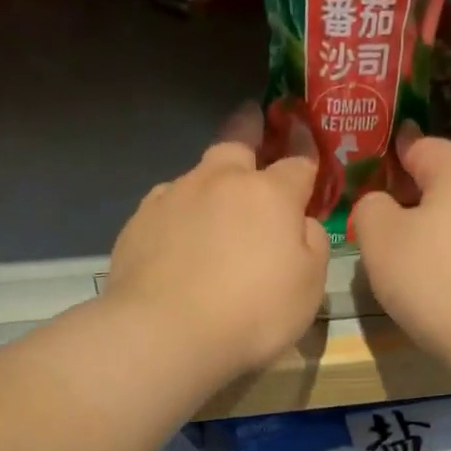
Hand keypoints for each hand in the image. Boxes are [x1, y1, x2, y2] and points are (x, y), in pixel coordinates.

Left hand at [105, 105, 329, 382]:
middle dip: (248, 128)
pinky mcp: (138, 222)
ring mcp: (173, 198)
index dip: (305, 149)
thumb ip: (312, 245)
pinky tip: (177, 236)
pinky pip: (166, 206)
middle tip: (251, 119)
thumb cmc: (253, 313)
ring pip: (197, 175)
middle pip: (236, 143)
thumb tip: (302, 223)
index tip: (304, 134)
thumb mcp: (308, 287)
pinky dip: (178, 213)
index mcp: (270, 195)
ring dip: (210, 180)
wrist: (167, 332)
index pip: (297, 162)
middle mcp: (220, 182)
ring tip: (211, 201)